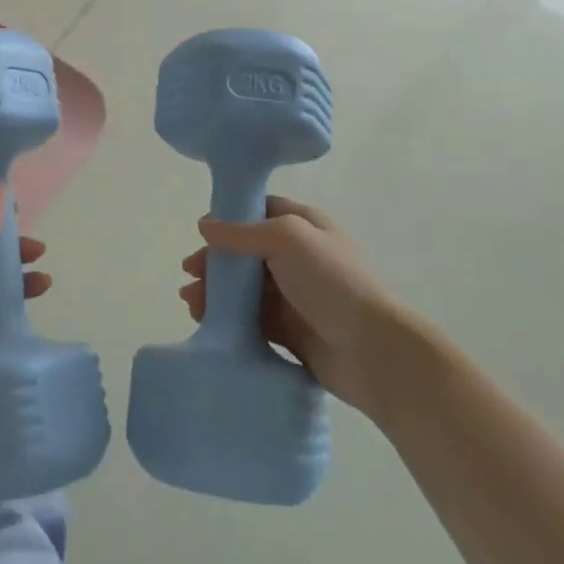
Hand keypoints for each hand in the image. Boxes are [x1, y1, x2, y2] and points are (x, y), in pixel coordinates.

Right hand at [178, 196, 403, 413]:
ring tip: (191, 303)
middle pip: (246, 252)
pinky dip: (228, 318)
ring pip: (245, 288)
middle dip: (215, 261)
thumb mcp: (288, 239)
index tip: (202, 233)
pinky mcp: (290, 331)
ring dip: (216, 291)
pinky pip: (251, 319)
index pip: (260, 211)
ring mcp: (295, 295)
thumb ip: (243, 232)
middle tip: (190, 274)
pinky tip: (208, 323)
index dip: (229, 219)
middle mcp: (299, 257)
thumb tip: (204, 225)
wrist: (373, 351)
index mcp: (305, 226)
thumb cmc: (333, 282)